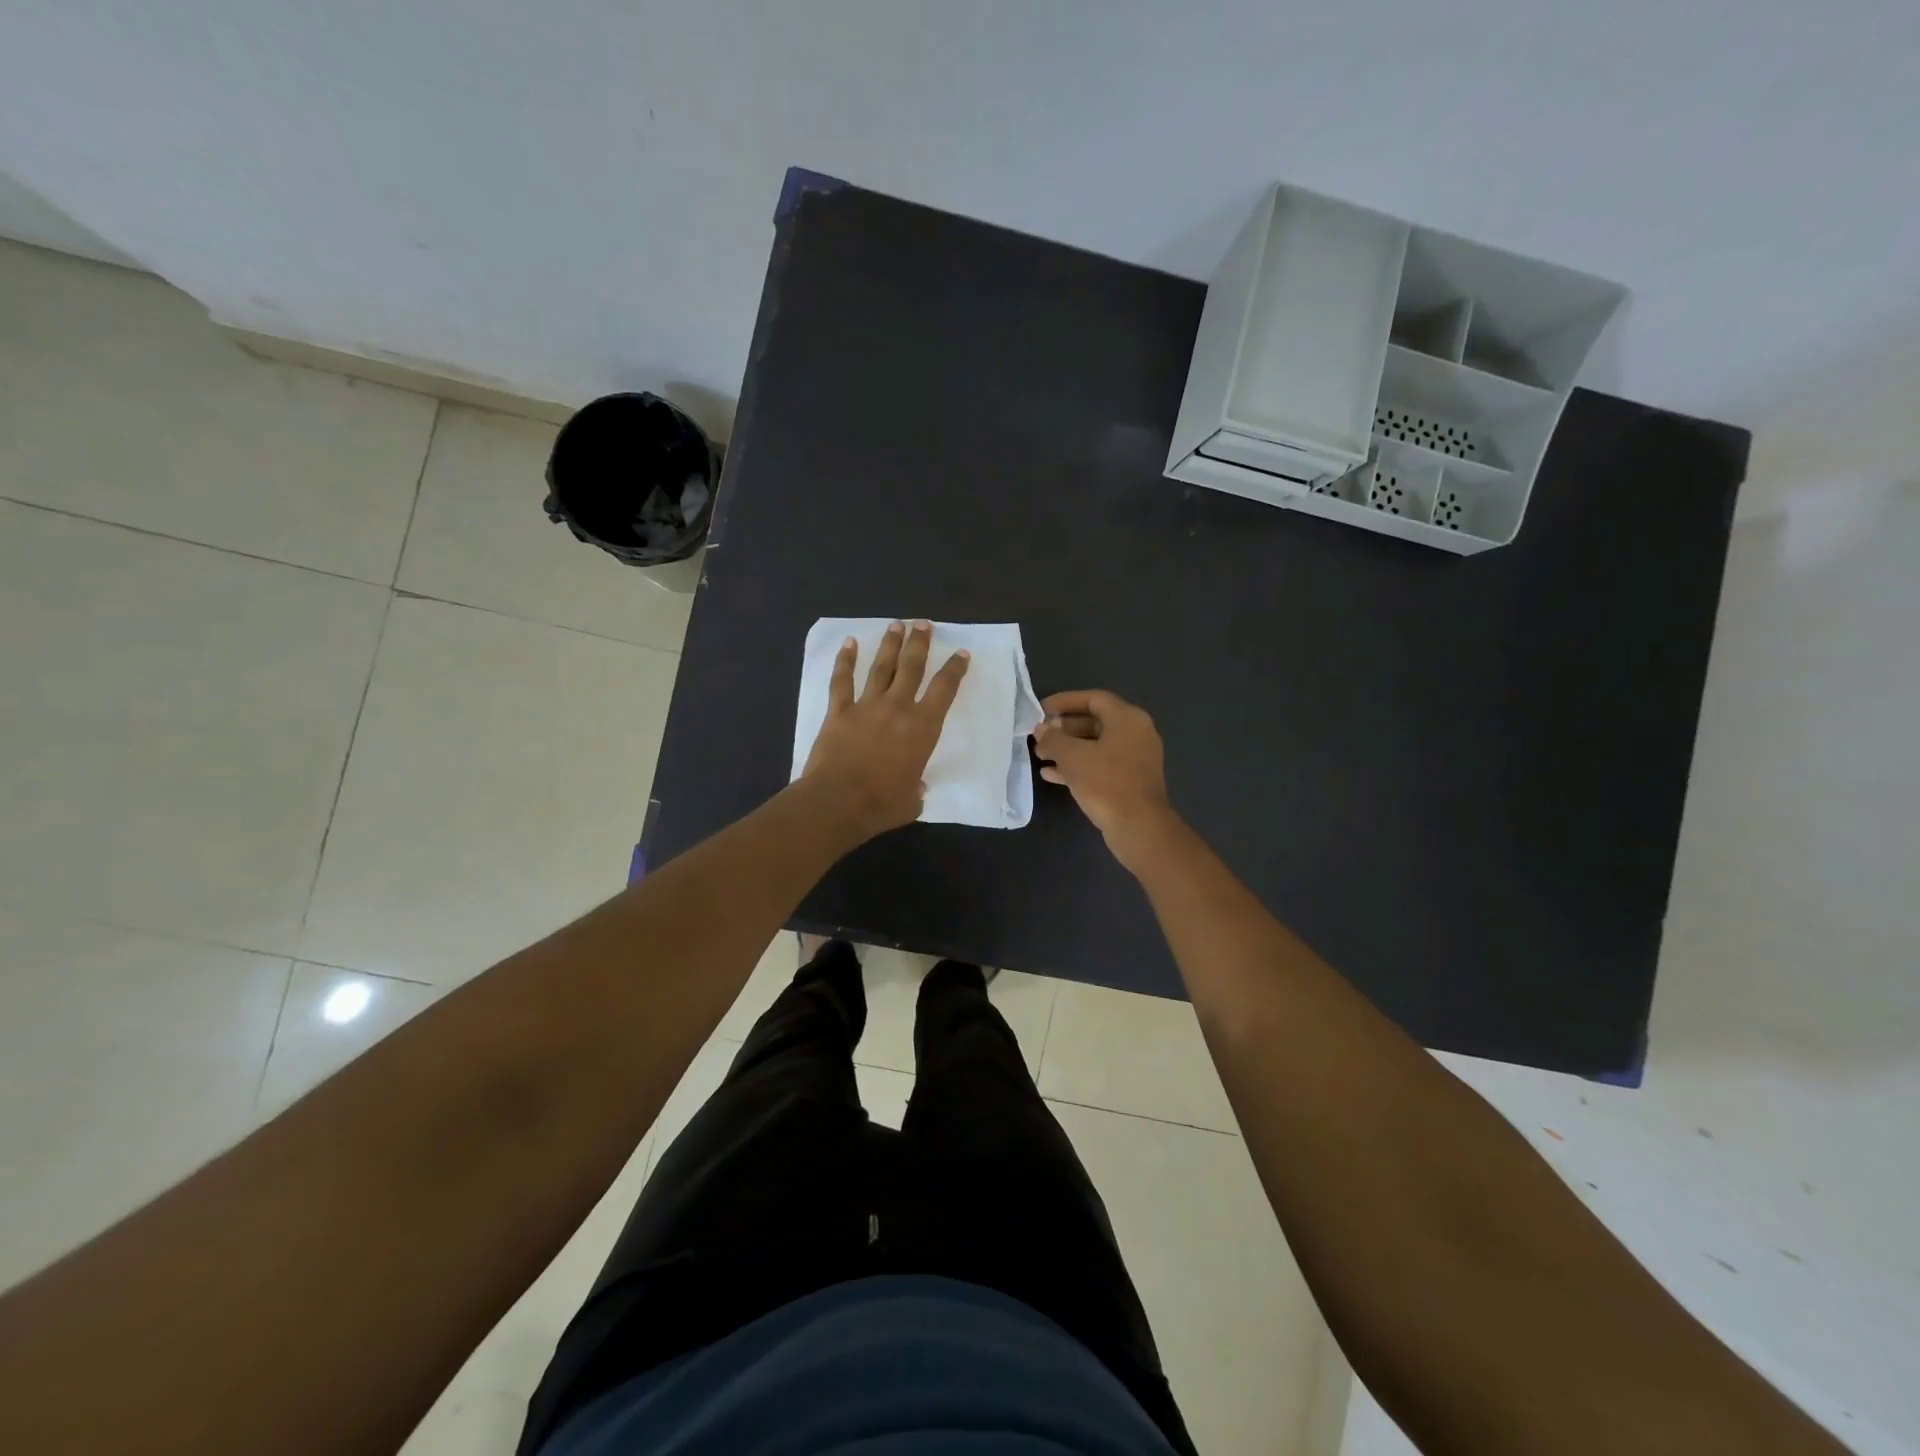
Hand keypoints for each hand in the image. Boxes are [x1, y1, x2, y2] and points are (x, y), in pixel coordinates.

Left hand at [802, 620, 969, 840]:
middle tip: (924, 624)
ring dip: (890, 645)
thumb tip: (915, 787)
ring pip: (881, 668)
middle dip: (920, 643)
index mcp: (922, 728)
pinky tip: (849, 643)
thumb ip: (917, 788)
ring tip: (896, 625)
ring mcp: (865, 706)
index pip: (944, 690)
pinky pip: (842, 681)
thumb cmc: (882, 804)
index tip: (961, 653)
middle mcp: (897, 708)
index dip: (955, 669)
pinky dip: (845, 661)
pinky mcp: (838, 712)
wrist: (838, 802)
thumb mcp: (913, 800)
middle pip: (912, 667)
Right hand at [1032, 689, 1177, 868]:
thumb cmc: (1106, 782)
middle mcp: (1135, 733)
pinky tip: (1051, 775)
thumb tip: (1041, 729)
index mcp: (1127, 718)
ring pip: (1095, 746)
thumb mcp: (1072, 756)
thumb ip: (1053, 738)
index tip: (1041, 710)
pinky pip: (1100, 765)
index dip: (1064, 701)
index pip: (1093, 698)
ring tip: (1040, 756)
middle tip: (1039, 736)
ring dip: (1067, 749)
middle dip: (1063, 729)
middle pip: (1094, 722)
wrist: (1138, 827)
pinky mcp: (1130, 781)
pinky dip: (1078, 766)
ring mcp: (1135, 758)